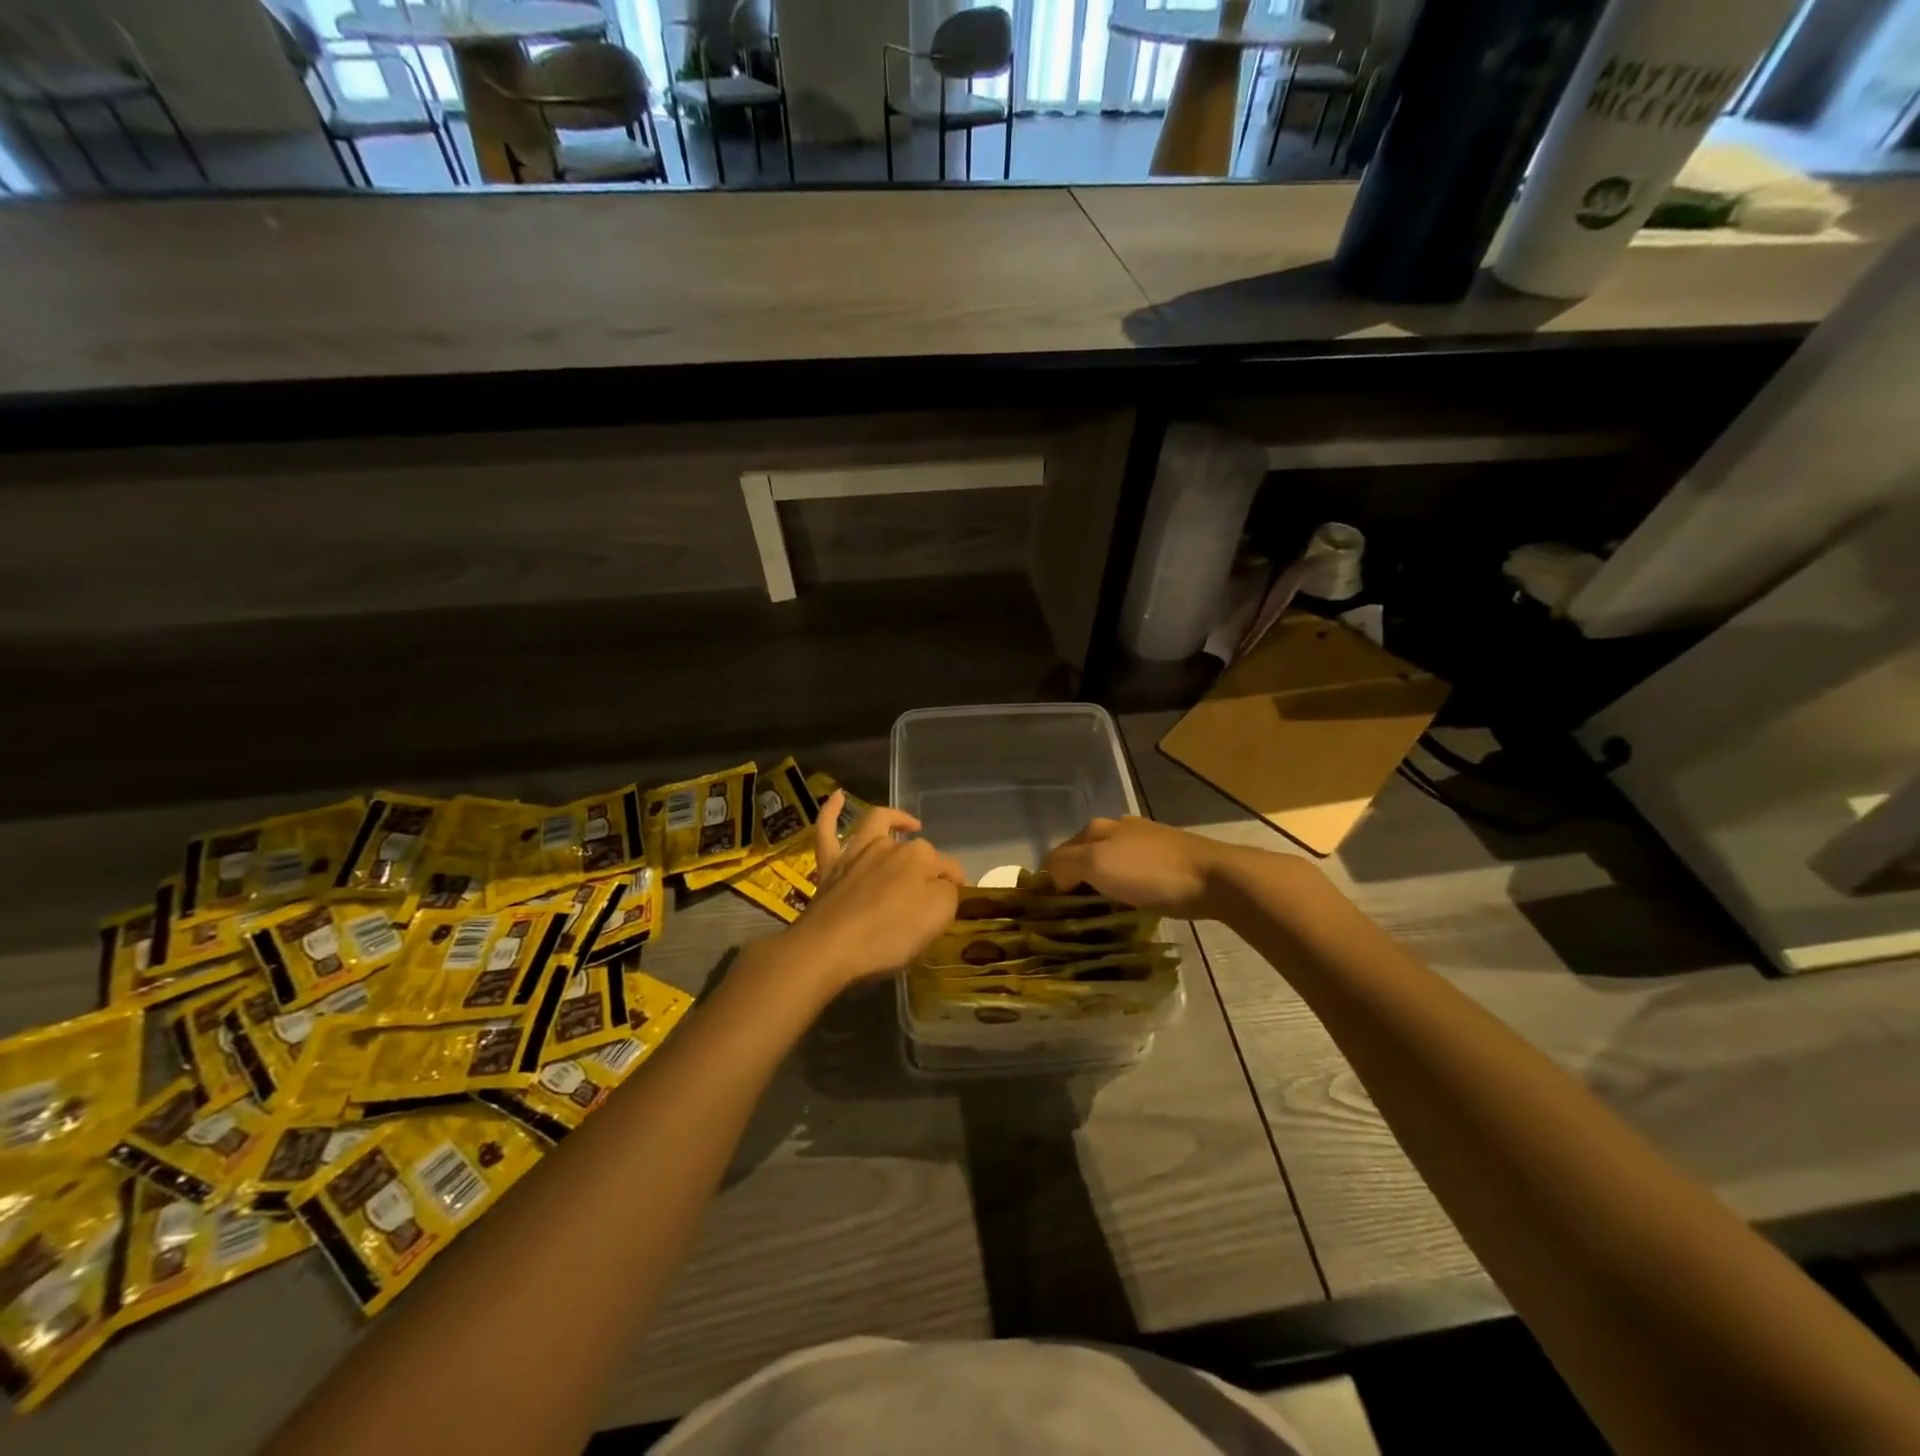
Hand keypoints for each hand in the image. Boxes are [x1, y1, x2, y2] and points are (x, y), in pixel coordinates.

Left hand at [785, 791, 964, 989]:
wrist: (830, 947)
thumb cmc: (890, 935)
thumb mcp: (937, 918)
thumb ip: (948, 893)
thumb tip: (947, 882)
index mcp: (920, 857)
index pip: (948, 867)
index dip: (954, 884)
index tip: (955, 903)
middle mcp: (889, 846)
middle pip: (916, 850)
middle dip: (928, 865)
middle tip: (931, 894)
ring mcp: (856, 852)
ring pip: (876, 825)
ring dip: (894, 820)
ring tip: (907, 824)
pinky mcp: (829, 865)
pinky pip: (827, 829)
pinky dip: (832, 810)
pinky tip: (838, 796)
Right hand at [1043, 816, 1244, 919]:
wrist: (1214, 878)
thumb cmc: (1150, 872)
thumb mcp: (1097, 864)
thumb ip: (1064, 865)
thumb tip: (1051, 879)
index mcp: (1096, 828)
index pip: (1057, 854)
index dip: (1047, 882)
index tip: (1047, 914)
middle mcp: (1117, 830)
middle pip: (1082, 859)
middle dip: (1073, 884)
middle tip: (1071, 919)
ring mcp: (1144, 843)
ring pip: (1108, 867)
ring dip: (1099, 889)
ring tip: (1098, 918)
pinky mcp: (1165, 860)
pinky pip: (1131, 876)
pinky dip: (1122, 891)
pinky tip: (1127, 907)